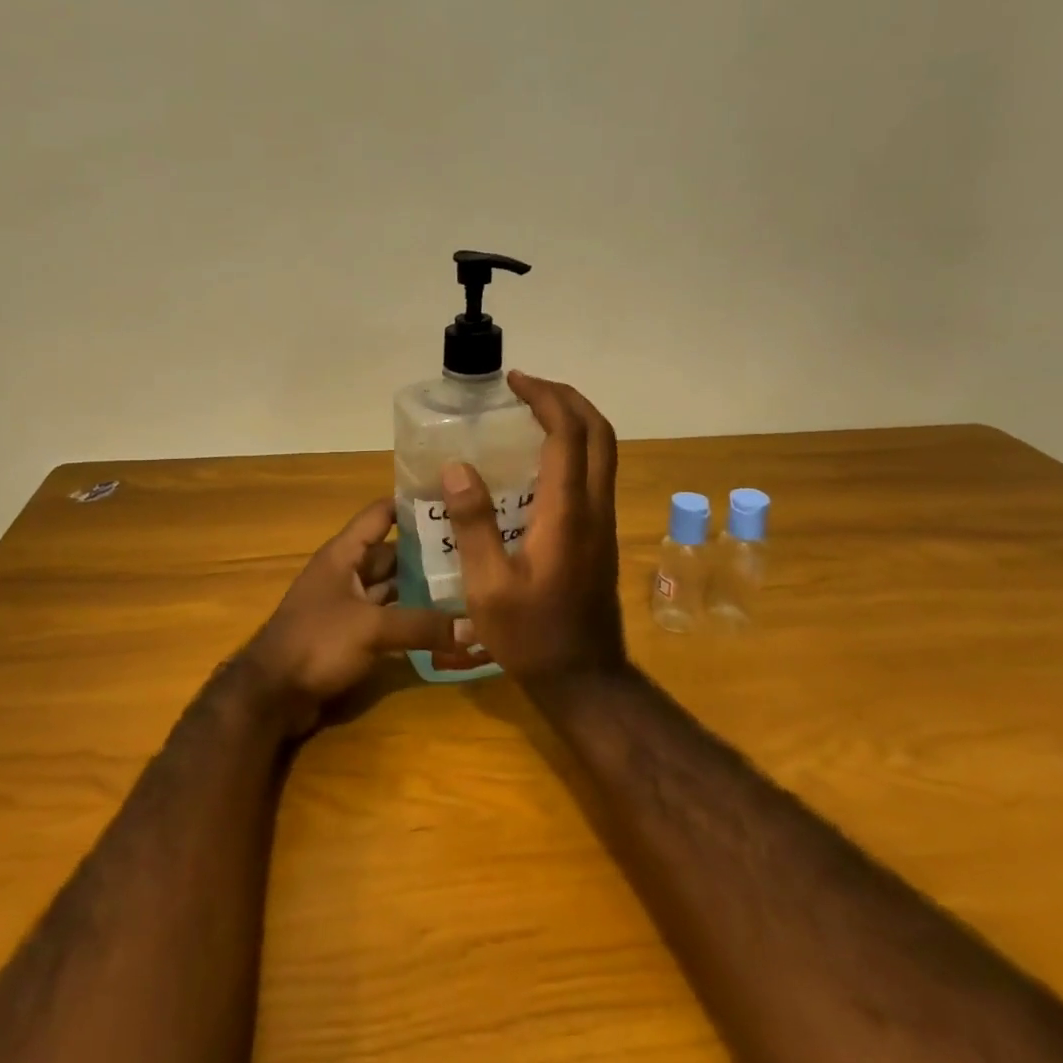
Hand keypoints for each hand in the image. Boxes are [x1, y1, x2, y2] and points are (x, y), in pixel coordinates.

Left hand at [243, 499, 463, 735]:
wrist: (272, 694)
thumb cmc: (317, 642)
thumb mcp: (371, 628)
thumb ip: (422, 625)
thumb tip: (475, 627)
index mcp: (343, 554)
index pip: (380, 514)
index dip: (411, 504)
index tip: (451, 500)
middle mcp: (345, 572)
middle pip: (391, 553)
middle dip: (427, 552)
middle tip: (473, 550)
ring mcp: (347, 604)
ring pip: (391, 586)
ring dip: (421, 587)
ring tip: (466, 584)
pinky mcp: (350, 633)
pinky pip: (386, 616)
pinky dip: (410, 617)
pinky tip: (442, 622)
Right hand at [440, 371, 626, 685]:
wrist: (584, 679)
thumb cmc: (530, 636)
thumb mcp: (487, 586)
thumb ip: (473, 524)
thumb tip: (458, 467)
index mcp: (568, 513)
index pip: (568, 435)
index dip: (546, 399)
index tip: (515, 382)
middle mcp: (595, 508)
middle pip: (600, 433)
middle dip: (567, 399)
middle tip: (528, 387)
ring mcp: (603, 523)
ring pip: (604, 452)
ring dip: (575, 421)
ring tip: (533, 412)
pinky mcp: (600, 536)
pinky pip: (595, 474)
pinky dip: (574, 448)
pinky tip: (538, 462)